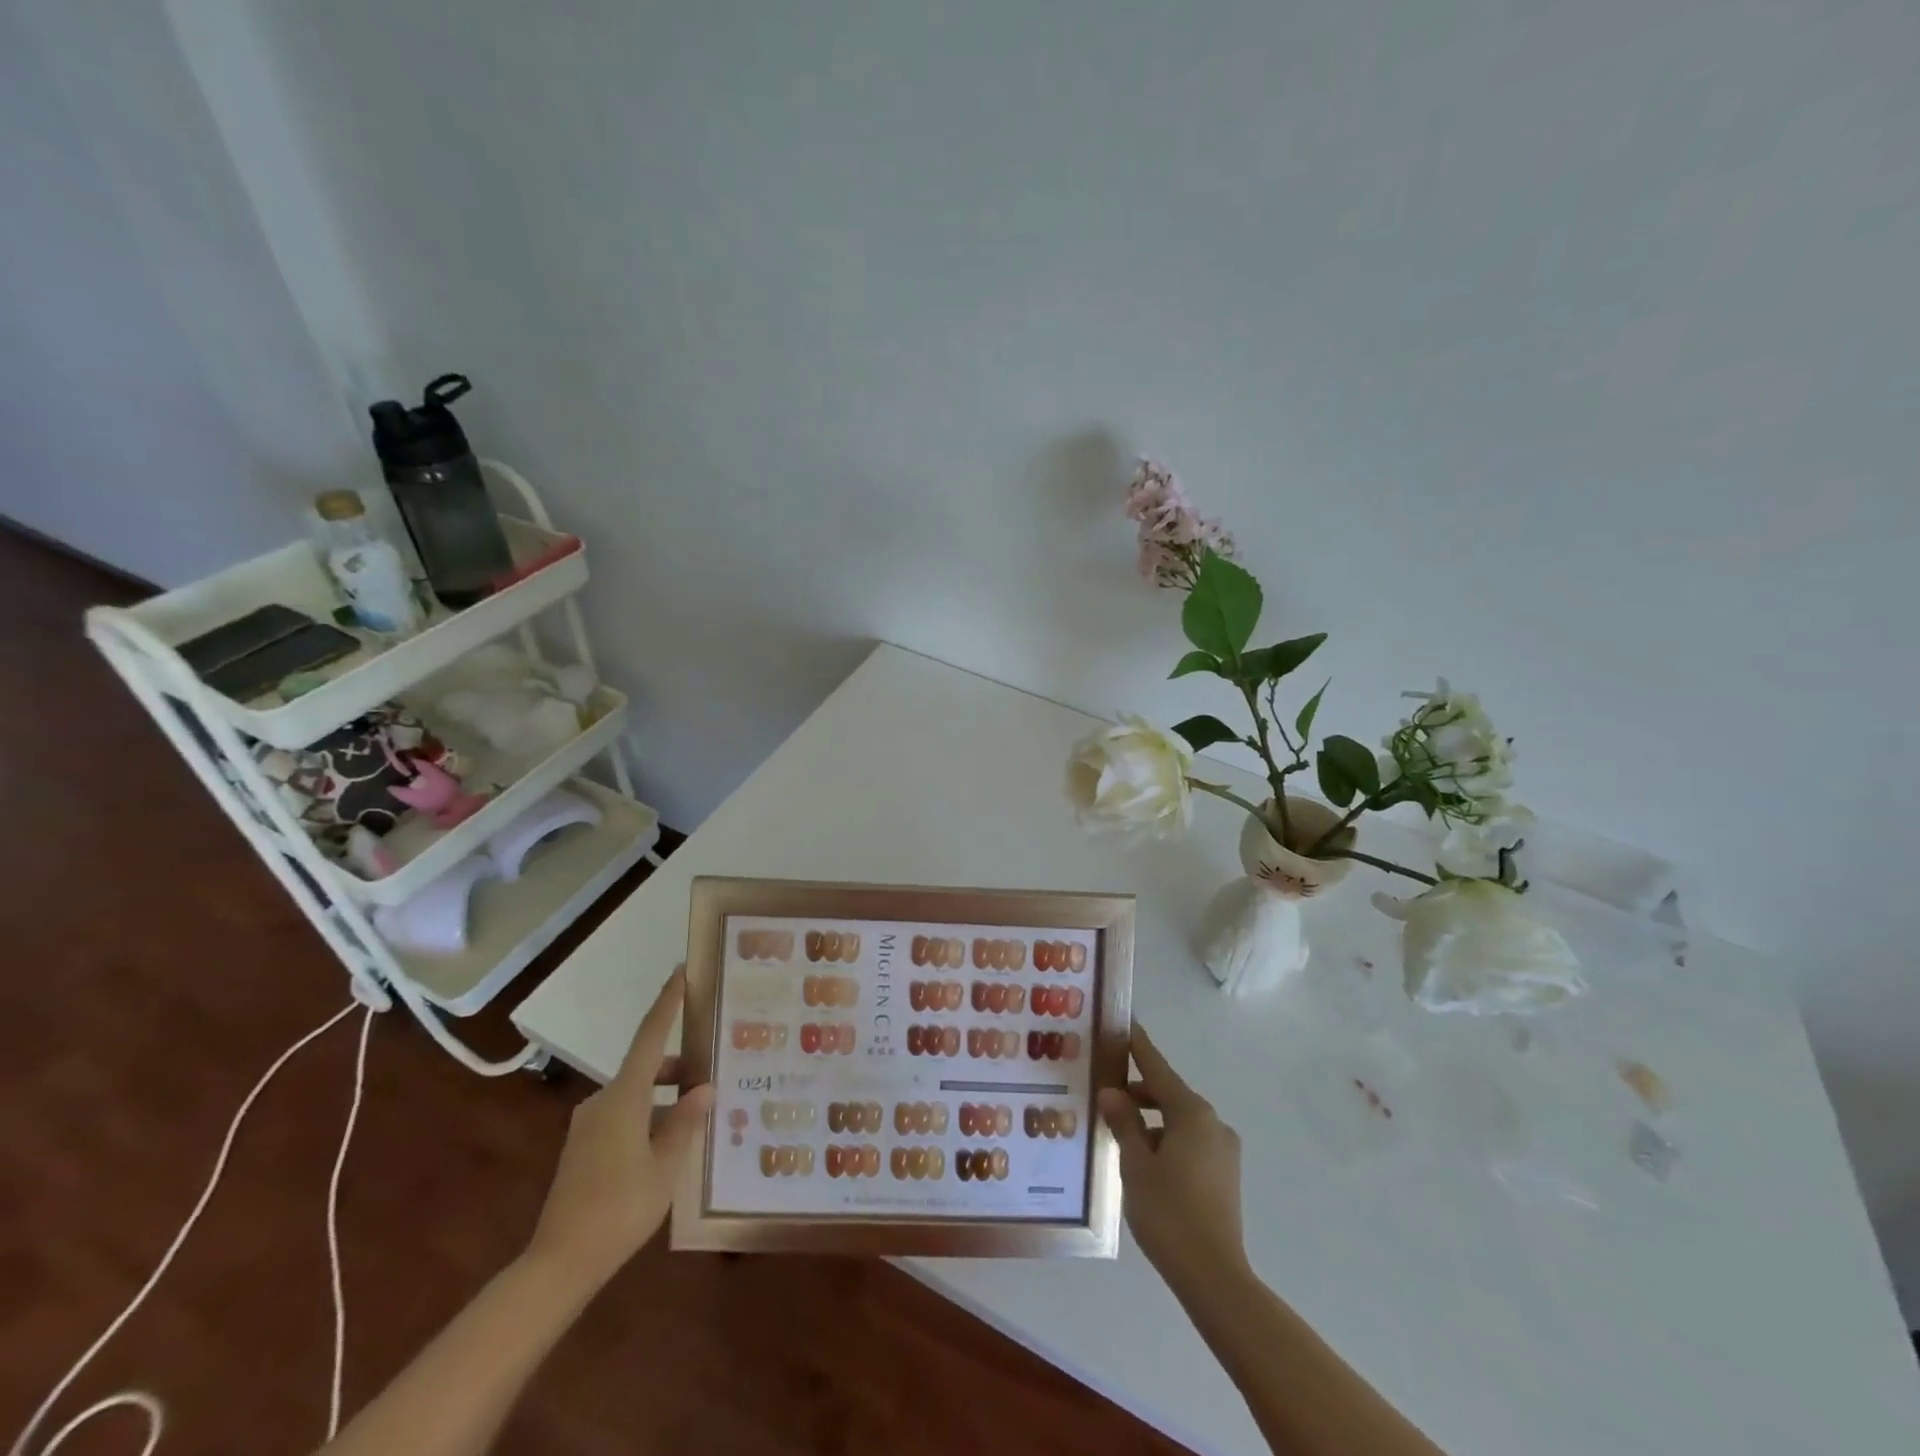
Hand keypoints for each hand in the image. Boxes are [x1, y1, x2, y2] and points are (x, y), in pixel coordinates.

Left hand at [525, 966, 712, 1286]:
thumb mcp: (665, 1167)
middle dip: (679, 1068)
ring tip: (697, 1119)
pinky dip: (648, 1117)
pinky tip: (668, 1145)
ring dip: (666, 1098)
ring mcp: (588, 1125)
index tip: (680, 972)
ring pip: (636, 1095)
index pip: (651, 1037)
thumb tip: (705, 1087)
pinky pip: (623, 1116)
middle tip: (714, 1075)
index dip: (666, 1003)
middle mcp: (603, 1101)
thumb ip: (686, 1122)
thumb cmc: (619, 1209)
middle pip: (647, 1068)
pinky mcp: (582, 1147)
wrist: (558, 1264)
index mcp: (625, 1097)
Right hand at [1099, 1024, 1246, 1294]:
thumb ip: (1123, 1122)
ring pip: (1179, 1119)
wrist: (1214, 1277)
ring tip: (1117, 1130)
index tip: (1124, 1022)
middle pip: (1169, 1093)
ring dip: (1150, 1118)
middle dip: (1138, 1090)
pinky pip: (1189, 1141)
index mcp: (1191, 1112)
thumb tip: (1112, 1092)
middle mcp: (1212, 1122)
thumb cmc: (1168, 1212)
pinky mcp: (1225, 1174)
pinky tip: (1143, 1159)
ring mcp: (1223, 1149)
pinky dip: (1165, 1138)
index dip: (1137, 1045)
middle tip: (1104, 1088)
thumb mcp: (1135, 1164)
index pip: (1157, 1066)